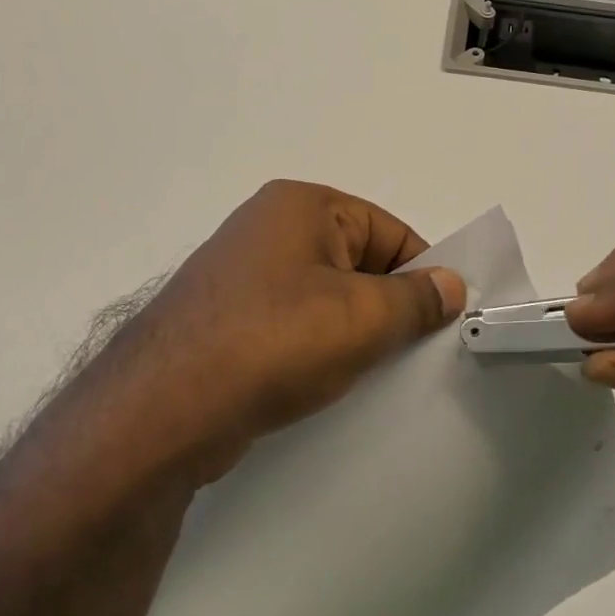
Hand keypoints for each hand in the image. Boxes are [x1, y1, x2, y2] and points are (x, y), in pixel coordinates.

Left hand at [74, 181, 465, 484]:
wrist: (163, 410)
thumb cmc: (273, 342)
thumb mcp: (361, 318)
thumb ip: (416, 299)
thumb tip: (451, 284)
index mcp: (302, 205)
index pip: (388, 229)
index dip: (422, 271)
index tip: (444, 319)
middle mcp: (268, 228)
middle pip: (356, 261)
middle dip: (388, 305)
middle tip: (415, 351)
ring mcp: (242, 275)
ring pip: (324, 297)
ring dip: (353, 332)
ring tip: (374, 372)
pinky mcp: (226, 319)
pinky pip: (292, 325)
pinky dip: (316, 348)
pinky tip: (328, 383)